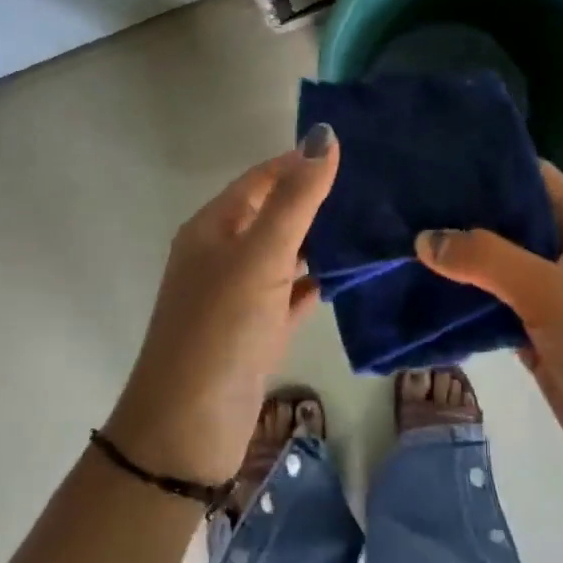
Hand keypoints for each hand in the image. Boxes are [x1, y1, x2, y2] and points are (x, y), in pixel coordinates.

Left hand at [105, 125, 339, 486]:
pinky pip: (290, 295)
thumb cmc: (222, 328)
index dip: (300, 162)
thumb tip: (324, 136)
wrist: (189, 427)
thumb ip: (296, 198)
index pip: (260, 179)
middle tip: (372, 188)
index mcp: (213, 228)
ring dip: (319, 242)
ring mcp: (238, 296)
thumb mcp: (261, 255)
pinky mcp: (255, 331)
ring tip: (371, 225)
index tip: (352, 152)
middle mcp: (222, 256)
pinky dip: (315, 283)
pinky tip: (349, 276)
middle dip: (315, 200)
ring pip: (284, 255)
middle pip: (273, 215)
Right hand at [415, 161, 562, 496]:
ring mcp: (555, 299)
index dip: (495, 168)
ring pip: (500, 268)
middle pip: (513, 223)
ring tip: (406, 241)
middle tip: (409, 203)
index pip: (538, 179)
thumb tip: (425, 239)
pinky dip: (466, 302)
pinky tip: (425, 293)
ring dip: (462, 261)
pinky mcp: (539, 337)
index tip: (440, 162)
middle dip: (466, 215)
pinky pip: (495, 308)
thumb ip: (485, 259)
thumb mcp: (547, 291)